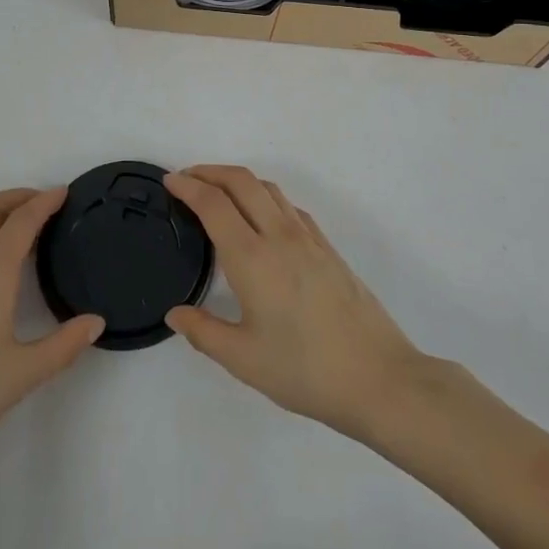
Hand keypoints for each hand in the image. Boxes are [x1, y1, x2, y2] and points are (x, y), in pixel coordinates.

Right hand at [164, 165, 431, 441]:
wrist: (379, 377)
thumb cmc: (306, 370)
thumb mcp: (244, 360)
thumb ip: (203, 332)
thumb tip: (175, 313)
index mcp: (252, 258)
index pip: (213, 204)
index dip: (188, 187)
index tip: (169, 182)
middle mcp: (279, 236)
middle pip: (241, 182)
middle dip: (210, 171)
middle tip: (187, 178)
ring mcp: (308, 238)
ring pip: (268, 188)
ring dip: (238, 180)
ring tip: (219, 192)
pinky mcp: (328, 248)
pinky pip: (289, 206)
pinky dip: (265, 197)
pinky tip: (262, 219)